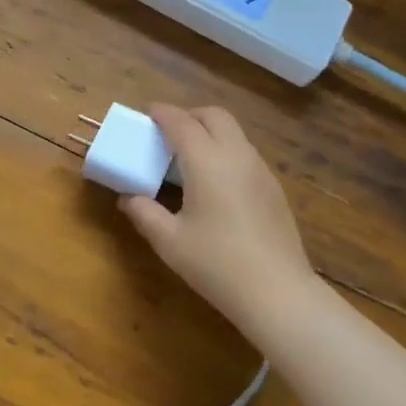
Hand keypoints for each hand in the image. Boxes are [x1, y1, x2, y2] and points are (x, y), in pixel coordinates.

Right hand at [119, 105, 317, 340]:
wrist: (277, 293)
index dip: (162, 113)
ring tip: (188, 157)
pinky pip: (245, 154)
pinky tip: (215, 183)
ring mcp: (260, 170)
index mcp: (207, 161)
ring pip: (234, 133)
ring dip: (210, 132)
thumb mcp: (169, 241)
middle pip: (214, 116)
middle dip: (189, 115)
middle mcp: (237, 155)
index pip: (181, 122)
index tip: (147, 113)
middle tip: (168, 133)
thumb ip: (144, 213)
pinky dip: (225, 151)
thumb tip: (127, 198)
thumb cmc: (217, 264)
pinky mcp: (274, 189)